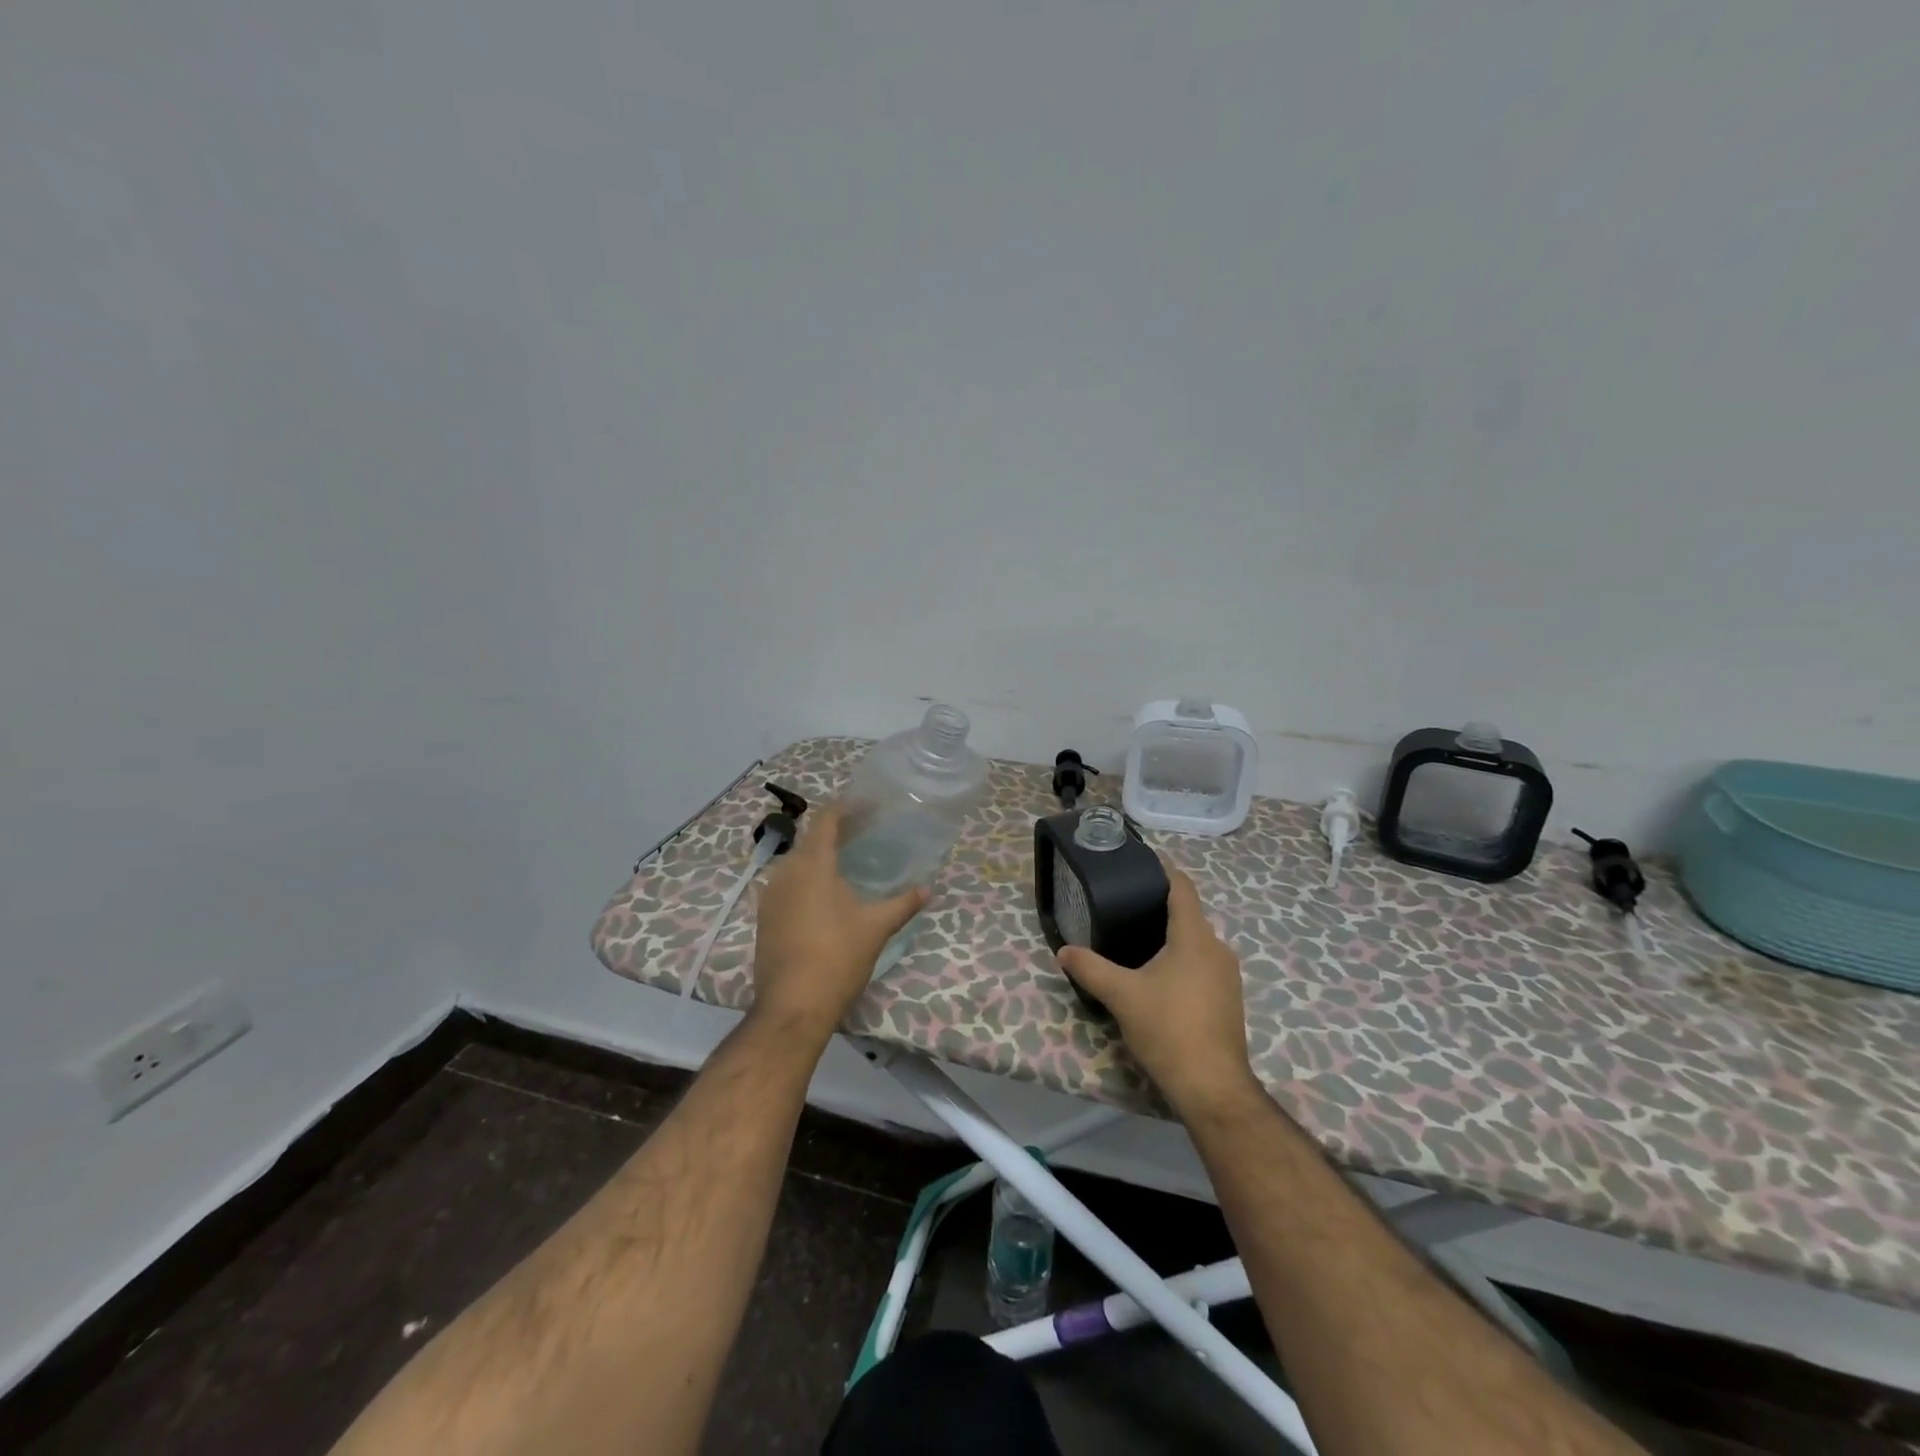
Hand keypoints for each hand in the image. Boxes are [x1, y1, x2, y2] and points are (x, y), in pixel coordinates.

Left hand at [749, 804, 928, 1043]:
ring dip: (821, 856)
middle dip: (837, 832)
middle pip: (811, 839)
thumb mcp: (876, 928)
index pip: (826, 819)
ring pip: (797, 863)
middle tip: (866, 833)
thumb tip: (928, 889)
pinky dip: (808, 879)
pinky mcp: (765, 918)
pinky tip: (827, 896)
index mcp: (812, 864)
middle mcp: (786, 872)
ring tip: (849, 862)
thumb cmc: (837, 958)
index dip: (847, 807)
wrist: (792, 1006)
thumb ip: (902, 903)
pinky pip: (788, 885)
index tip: (869, 805)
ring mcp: (770, 896)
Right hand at [1056, 863, 1260, 1114]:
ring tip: (1136, 941)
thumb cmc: (1168, 1028)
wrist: (1212, 1087)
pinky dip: (1182, 961)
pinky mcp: (1228, 1000)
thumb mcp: (1121, 995)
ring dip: (1170, 938)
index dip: (1163, 871)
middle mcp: (1217, 949)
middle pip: (1189, 915)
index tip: (1140, 864)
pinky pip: (1203, 966)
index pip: (1182, 888)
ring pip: (1196, 943)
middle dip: (1159, 908)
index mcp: (1195, 937)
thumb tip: (1063, 950)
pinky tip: (1158, 977)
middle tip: (1124, 908)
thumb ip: (1090, 968)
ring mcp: (1227, 976)